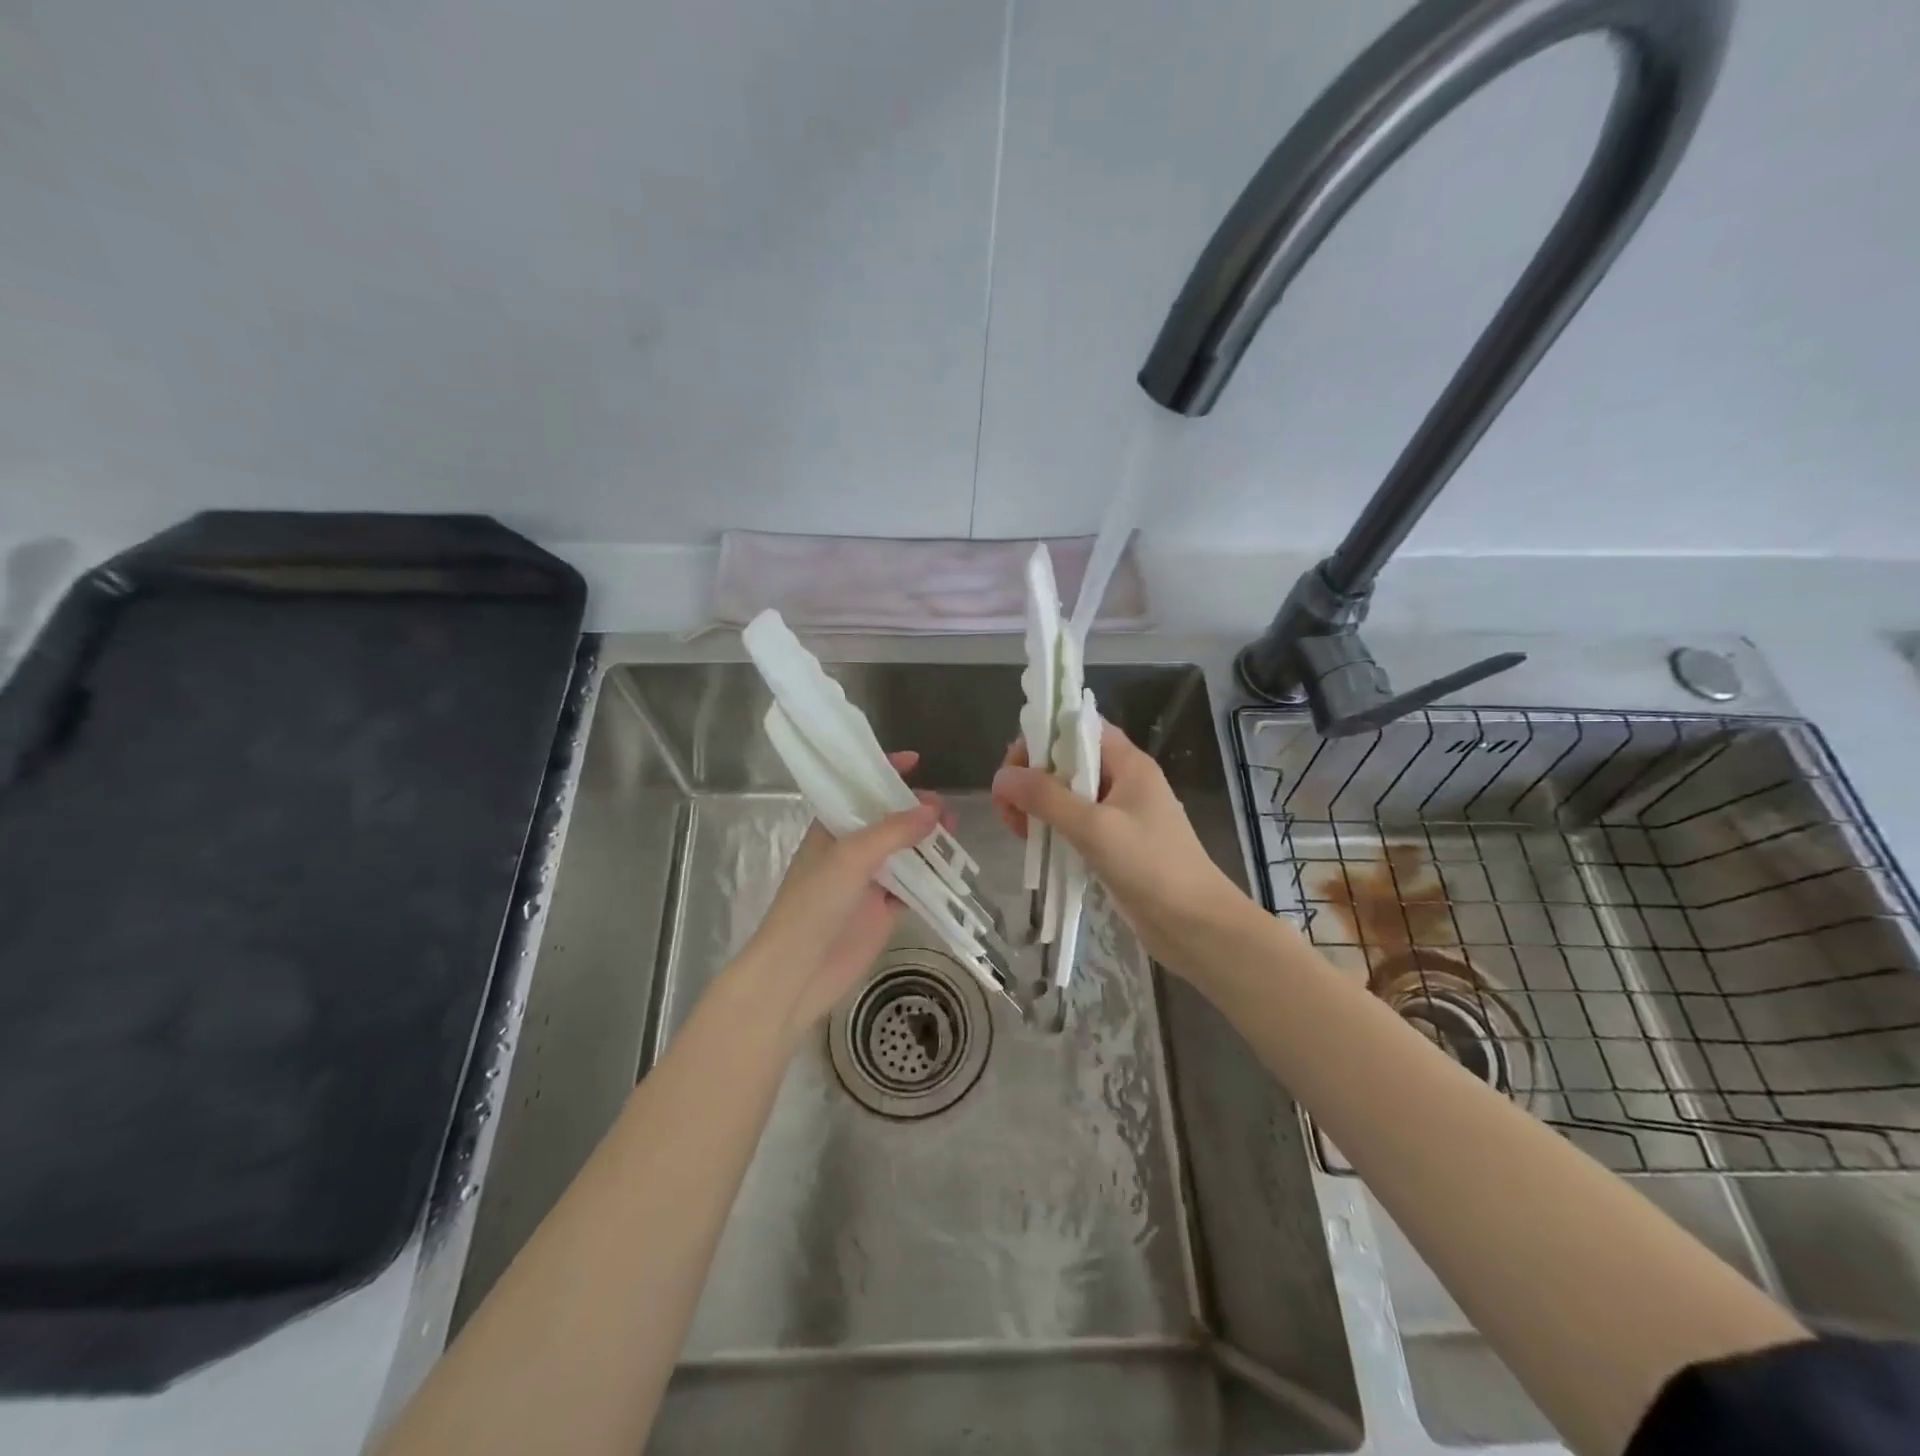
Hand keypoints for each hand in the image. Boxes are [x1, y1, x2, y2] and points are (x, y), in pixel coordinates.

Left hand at [739, 752, 945, 1037]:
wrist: (798, 972)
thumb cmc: (814, 904)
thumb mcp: (851, 857)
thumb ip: (893, 831)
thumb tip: (933, 808)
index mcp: (831, 828)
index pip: (859, 789)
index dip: (884, 771)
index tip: (916, 761)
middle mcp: (850, 849)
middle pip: (889, 820)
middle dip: (916, 809)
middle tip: (945, 811)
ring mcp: (868, 880)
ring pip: (905, 852)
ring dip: (928, 842)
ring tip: (954, 833)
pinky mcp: (883, 910)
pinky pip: (913, 886)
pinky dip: (932, 877)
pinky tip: (953, 869)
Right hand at [991, 723, 1251, 972]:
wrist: (1196, 926)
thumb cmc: (1151, 867)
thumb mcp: (1094, 827)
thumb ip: (1046, 798)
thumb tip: (1001, 777)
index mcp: (1128, 763)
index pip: (1079, 727)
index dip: (1043, 737)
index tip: (1014, 768)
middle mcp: (1123, 781)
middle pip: (1067, 761)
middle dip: (1032, 777)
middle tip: (1008, 808)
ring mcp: (1119, 814)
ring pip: (1067, 795)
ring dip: (1038, 806)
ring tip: (1018, 831)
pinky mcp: (1114, 844)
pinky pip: (1074, 824)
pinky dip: (1052, 829)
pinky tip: (1036, 846)